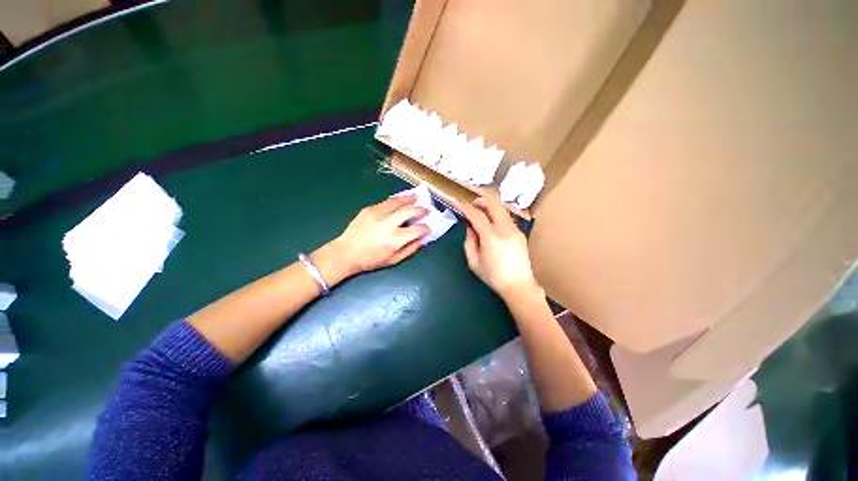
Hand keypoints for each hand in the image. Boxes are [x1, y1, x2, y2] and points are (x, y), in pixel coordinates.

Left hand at [330, 195, 429, 276]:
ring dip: (409, 199)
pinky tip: (400, 201)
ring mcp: (377, 214)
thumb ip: (410, 249)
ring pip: (398, 201)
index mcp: (395, 239)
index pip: (417, 229)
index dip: (426, 228)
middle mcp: (387, 224)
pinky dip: (396, 200)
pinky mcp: (369, 209)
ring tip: (415, 197)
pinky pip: (386, 202)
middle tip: (426, 209)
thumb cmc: (371, 260)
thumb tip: (421, 239)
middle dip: (421, 209)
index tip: (428, 227)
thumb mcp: (393, 260)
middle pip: (409, 210)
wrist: (346, 252)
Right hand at [457, 196, 541, 301]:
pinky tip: (491, 224)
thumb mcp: (474, 262)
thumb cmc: (493, 276)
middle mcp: (505, 229)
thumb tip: (470, 228)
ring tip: (481, 213)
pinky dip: (497, 215)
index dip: (466, 207)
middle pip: (494, 204)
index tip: (458, 203)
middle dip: (481, 200)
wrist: (519, 285)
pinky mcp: (520, 233)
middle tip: (472, 204)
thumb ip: (469, 242)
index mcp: (491, 237)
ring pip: (502, 209)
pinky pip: (506, 218)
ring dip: (490, 207)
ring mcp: (515, 230)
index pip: (476, 215)